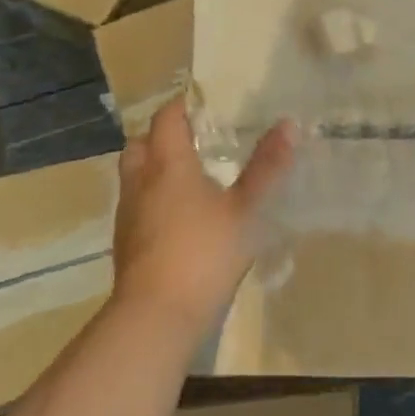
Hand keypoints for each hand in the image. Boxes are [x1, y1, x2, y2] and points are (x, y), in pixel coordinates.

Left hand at [112, 99, 295, 338]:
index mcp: (168, 165)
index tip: (204, 101)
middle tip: (194, 137)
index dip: (182, 105)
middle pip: (141, 143)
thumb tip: (288, 124)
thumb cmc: (204, 252)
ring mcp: (129, 213)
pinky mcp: (126, 241)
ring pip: (134, 174)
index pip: (167, 119)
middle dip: (162, 134)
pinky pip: (136, 202)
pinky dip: (152, 195)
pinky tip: (178, 213)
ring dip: (154, 165)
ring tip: (188, 173)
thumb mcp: (245, 209)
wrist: (157, 314)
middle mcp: (141, 181)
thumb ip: (266, 167)